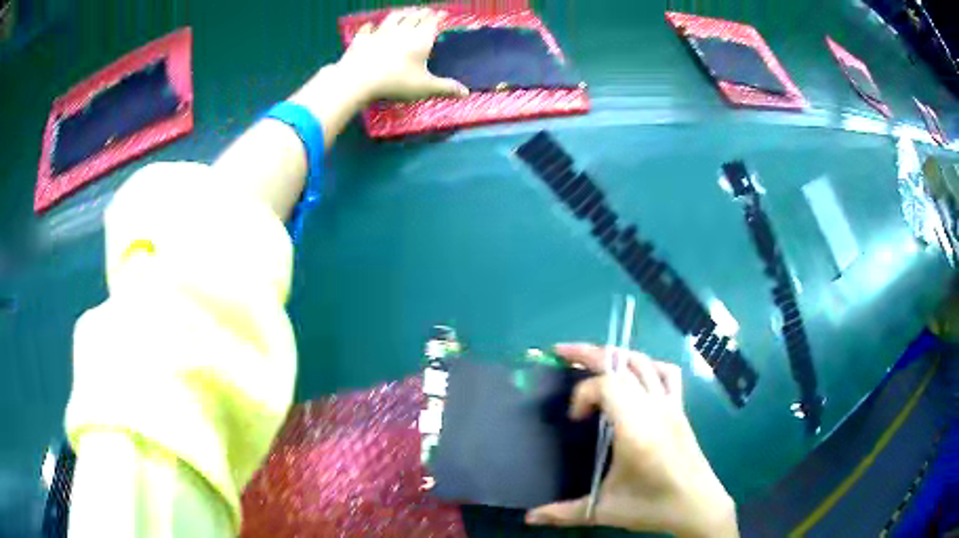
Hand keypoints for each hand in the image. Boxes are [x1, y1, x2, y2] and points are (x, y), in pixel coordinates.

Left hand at [336, 8, 468, 102]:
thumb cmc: (395, 82)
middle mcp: (401, 31)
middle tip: (427, 10)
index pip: (432, 22)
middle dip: (422, 12)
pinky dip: (371, 26)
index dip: (438, 16)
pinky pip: (367, 29)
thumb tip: (466, 93)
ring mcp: (380, 33)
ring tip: (406, 11)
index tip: (443, 13)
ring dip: (402, 13)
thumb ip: (445, 88)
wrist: (357, 80)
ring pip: (393, 17)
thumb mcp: (424, 87)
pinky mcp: (362, 39)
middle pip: (414, 16)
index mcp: (420, 39)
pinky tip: (371, 26)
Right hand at [525, 343, 738, 537]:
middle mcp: (654, 408)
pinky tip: (635, 376)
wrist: (697, 505)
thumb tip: (529, 517)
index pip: (607, 385)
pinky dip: (648, 365)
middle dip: (589, 354)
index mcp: (636, 429)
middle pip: (622, 363)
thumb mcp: (604, 511)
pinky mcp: (680, 408)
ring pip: (644, 362)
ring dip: (616, 355)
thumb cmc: (652, 506)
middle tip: (561, 352)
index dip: (583, 393)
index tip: (574, 420)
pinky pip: (666, 373)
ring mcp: (670, 405)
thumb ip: (563, 513)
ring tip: (593, 360)